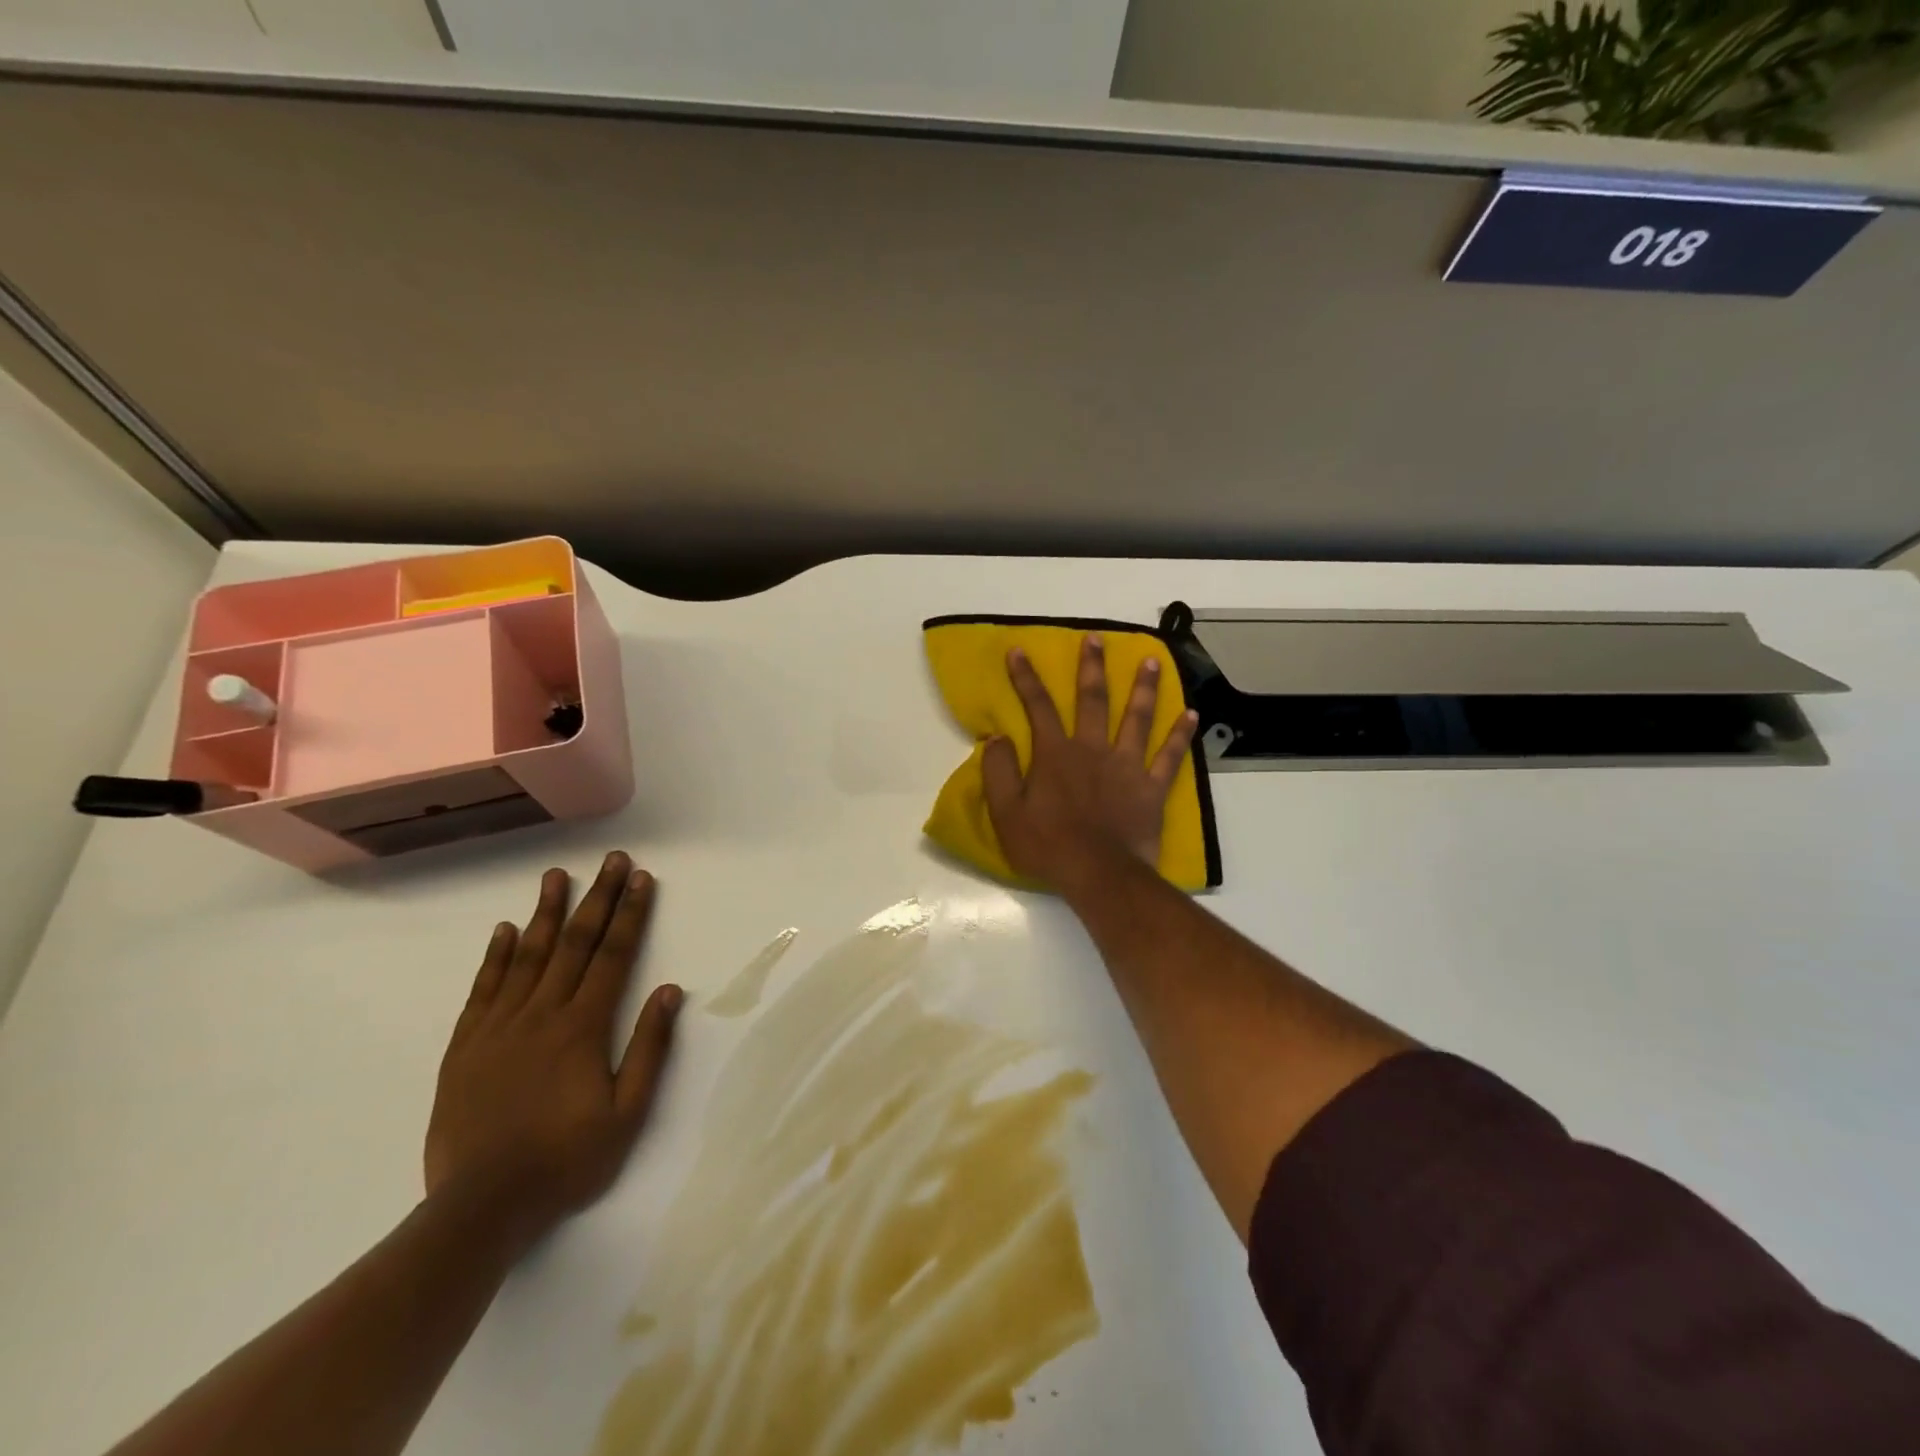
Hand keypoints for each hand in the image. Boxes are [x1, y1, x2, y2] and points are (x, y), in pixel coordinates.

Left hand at [424, 851, 681, 1247]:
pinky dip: (495, 957)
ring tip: (556, 876)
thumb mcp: (627, 1114)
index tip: (641, 878)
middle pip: (575, 944)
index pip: (614, 956)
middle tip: (610, 861)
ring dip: (546, 913)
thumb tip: (669, 990)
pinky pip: (483, 990)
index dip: (631, 914)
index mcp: (583, 1027)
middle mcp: (542, 1014)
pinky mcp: (466, 1047)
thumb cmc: (566, 1160)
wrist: (480, 1208)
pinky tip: (504, 930)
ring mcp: (499, 1028)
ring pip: (527, 956)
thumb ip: (649, 1048)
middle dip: (597, 898)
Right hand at [983, 634, 1198, 890]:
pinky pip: (1170, 757)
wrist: (1099, 874)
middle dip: (1092, 667)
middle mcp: (1093, 750)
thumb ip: (999, 771)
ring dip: (1144, 688)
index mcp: (1056, 754)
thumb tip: (995, 737)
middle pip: (1093, 700)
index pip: (1037, 707)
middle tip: (1096, 639)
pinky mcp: (1152, 788)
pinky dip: (1180, 735)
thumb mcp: (1006, 812)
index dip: (1026, 678)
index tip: (1019, 651)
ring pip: (1137, 718)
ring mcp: (1127, 766)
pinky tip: (1191, 714)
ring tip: (1152, 661)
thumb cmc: (1048, 845)